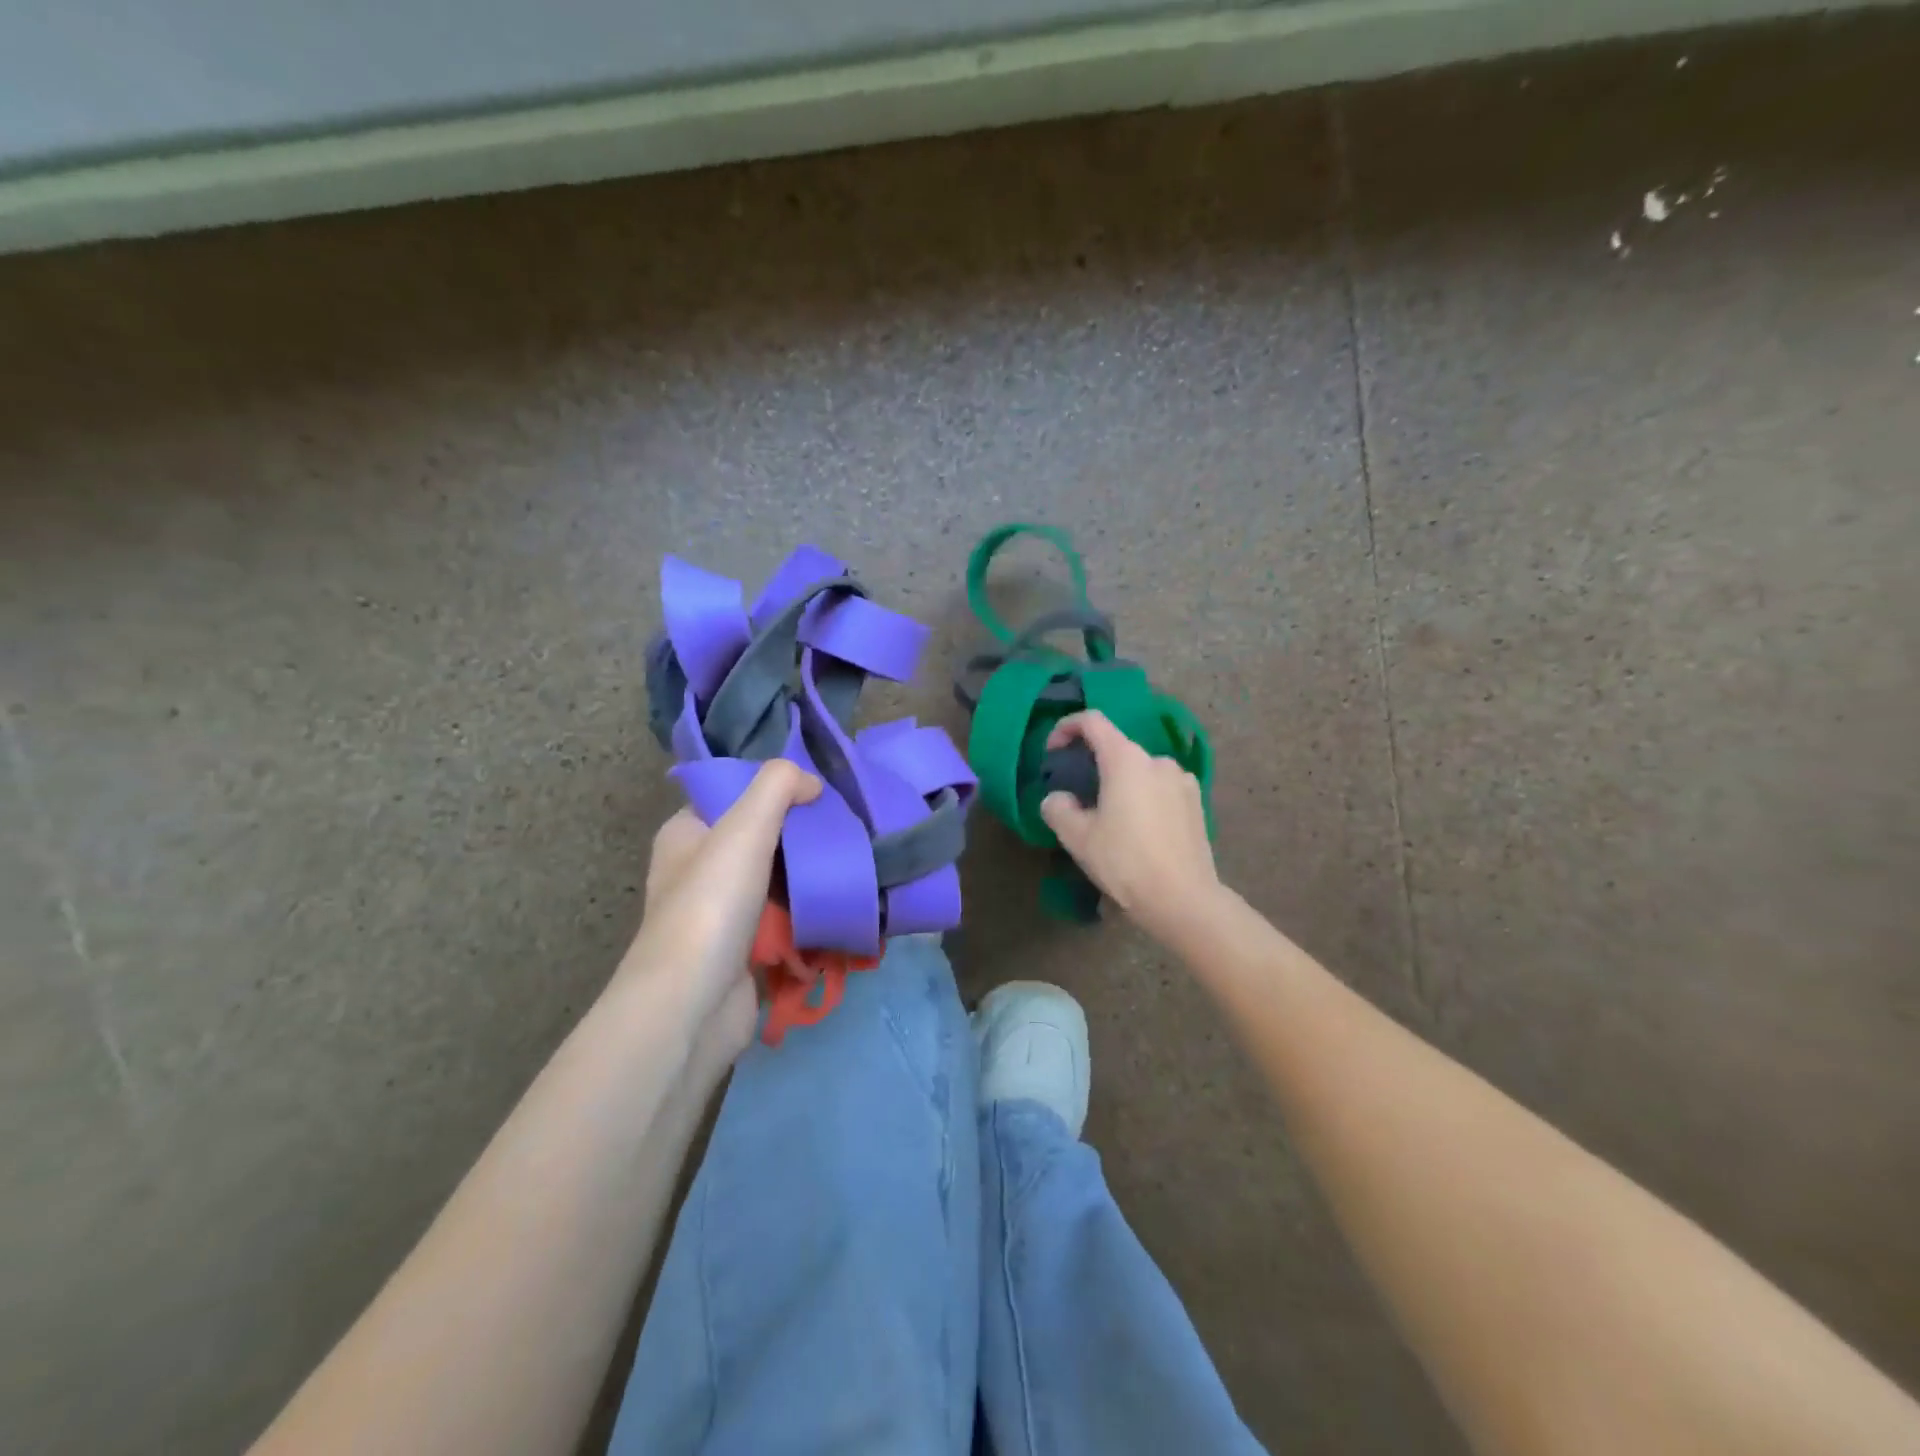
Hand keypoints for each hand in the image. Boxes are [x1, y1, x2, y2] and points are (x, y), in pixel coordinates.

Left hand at [621, 761, 820, 1066]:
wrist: (693, 1005)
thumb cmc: (712, 903)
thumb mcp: (744, 826)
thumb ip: (778, 786)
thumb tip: (811, 781)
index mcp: (686, 834)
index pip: (732, 796)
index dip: (772, 789)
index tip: (818, 790)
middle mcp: (699, 870)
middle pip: (760, 838)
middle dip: (801, 833)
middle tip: (845, 825)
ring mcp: (722, 913)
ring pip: (776, 879)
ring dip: (810, 874)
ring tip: (854, 858)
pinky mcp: (745, 949)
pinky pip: (785, 919)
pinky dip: (809, 912)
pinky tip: (842, 901)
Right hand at [1039, 710, 1220, 941]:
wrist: (1183, 899)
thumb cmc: (1125, 861)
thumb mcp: (1077, 838)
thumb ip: (1059, 809)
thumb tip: (1058, 798)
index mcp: (1126, 759)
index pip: (1092, 721)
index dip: (1066, 728)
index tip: (1053, 752)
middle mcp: (1157, 760)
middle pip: (1117, 748)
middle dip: (1093, 764)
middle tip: (1077, 796)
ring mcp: (1182, 780)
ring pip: (1140, 771)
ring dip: (1120, 784)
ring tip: (1109, 818)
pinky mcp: (1196, 803)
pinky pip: (1161, 789)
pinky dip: (1144, 797)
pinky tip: (1139, 830)